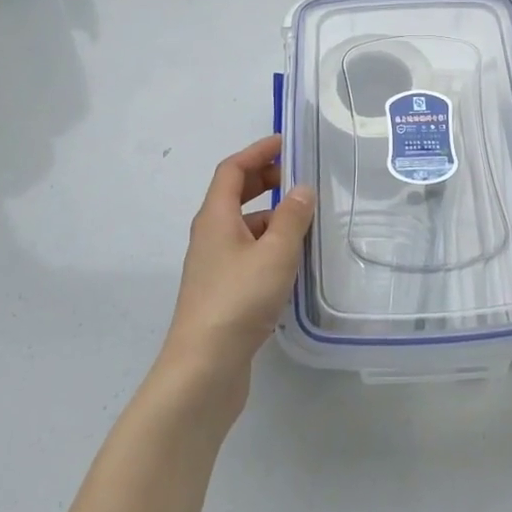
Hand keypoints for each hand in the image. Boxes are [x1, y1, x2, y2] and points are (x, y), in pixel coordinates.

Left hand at [160, 135, 315, 404]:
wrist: (203, 368)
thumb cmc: (238, 300)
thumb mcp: (275, 253)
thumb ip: (292, 217)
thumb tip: (302, 189)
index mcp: (215, 217)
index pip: (232, 170)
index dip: (257, 151)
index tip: (287, 143)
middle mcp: (210, 236)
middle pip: (235, 195)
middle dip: (265, 180)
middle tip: (300, 177)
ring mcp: (214, 266)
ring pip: (244, 227)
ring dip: (272, 216)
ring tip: (307, 220)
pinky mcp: (222, 293)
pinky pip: (248, 253)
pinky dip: (270, 245)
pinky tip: (294, 261)